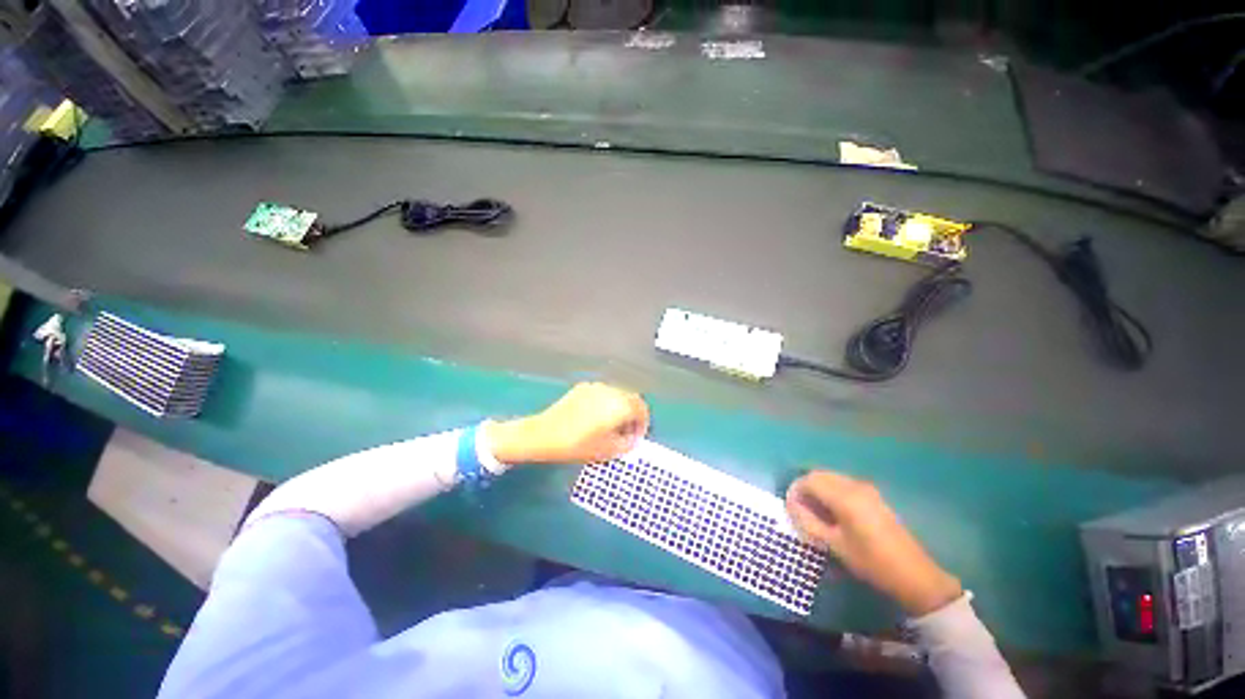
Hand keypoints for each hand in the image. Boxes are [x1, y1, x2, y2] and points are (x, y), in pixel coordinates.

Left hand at [485, 382, 649, 465]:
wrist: (543, 434)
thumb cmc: (577, 445)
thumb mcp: (607, 451)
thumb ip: (627, 444)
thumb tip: (633, 438)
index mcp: (619, 405)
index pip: (642, 409)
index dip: (643, 424)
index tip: (636, 437)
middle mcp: (610, 391)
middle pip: (631, 399)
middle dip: (633, 415)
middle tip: (626, 432)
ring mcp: (595, 387)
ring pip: (617, 395)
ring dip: (620, 408)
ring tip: (611, 425)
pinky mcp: (582, 388)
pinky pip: (602, 394)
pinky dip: (606, 403)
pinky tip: (595, 418)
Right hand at [786, 471, 962, 616]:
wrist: (913, 574)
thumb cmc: (870, 562)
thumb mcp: (834, 545)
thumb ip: (808, 521)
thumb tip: (791, 504)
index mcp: (844, 496)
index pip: (809, 480)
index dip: (795, 490)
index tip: (789, 507)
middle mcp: (854, 485)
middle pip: (820, 474)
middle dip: (805, 487)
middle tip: (800, 508)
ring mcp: (866, 489)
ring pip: (832, 477)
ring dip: (818, 488)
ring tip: (815, 511)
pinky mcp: (873, 496)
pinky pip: (843, 484)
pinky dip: (831, 491)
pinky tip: (833, 511)